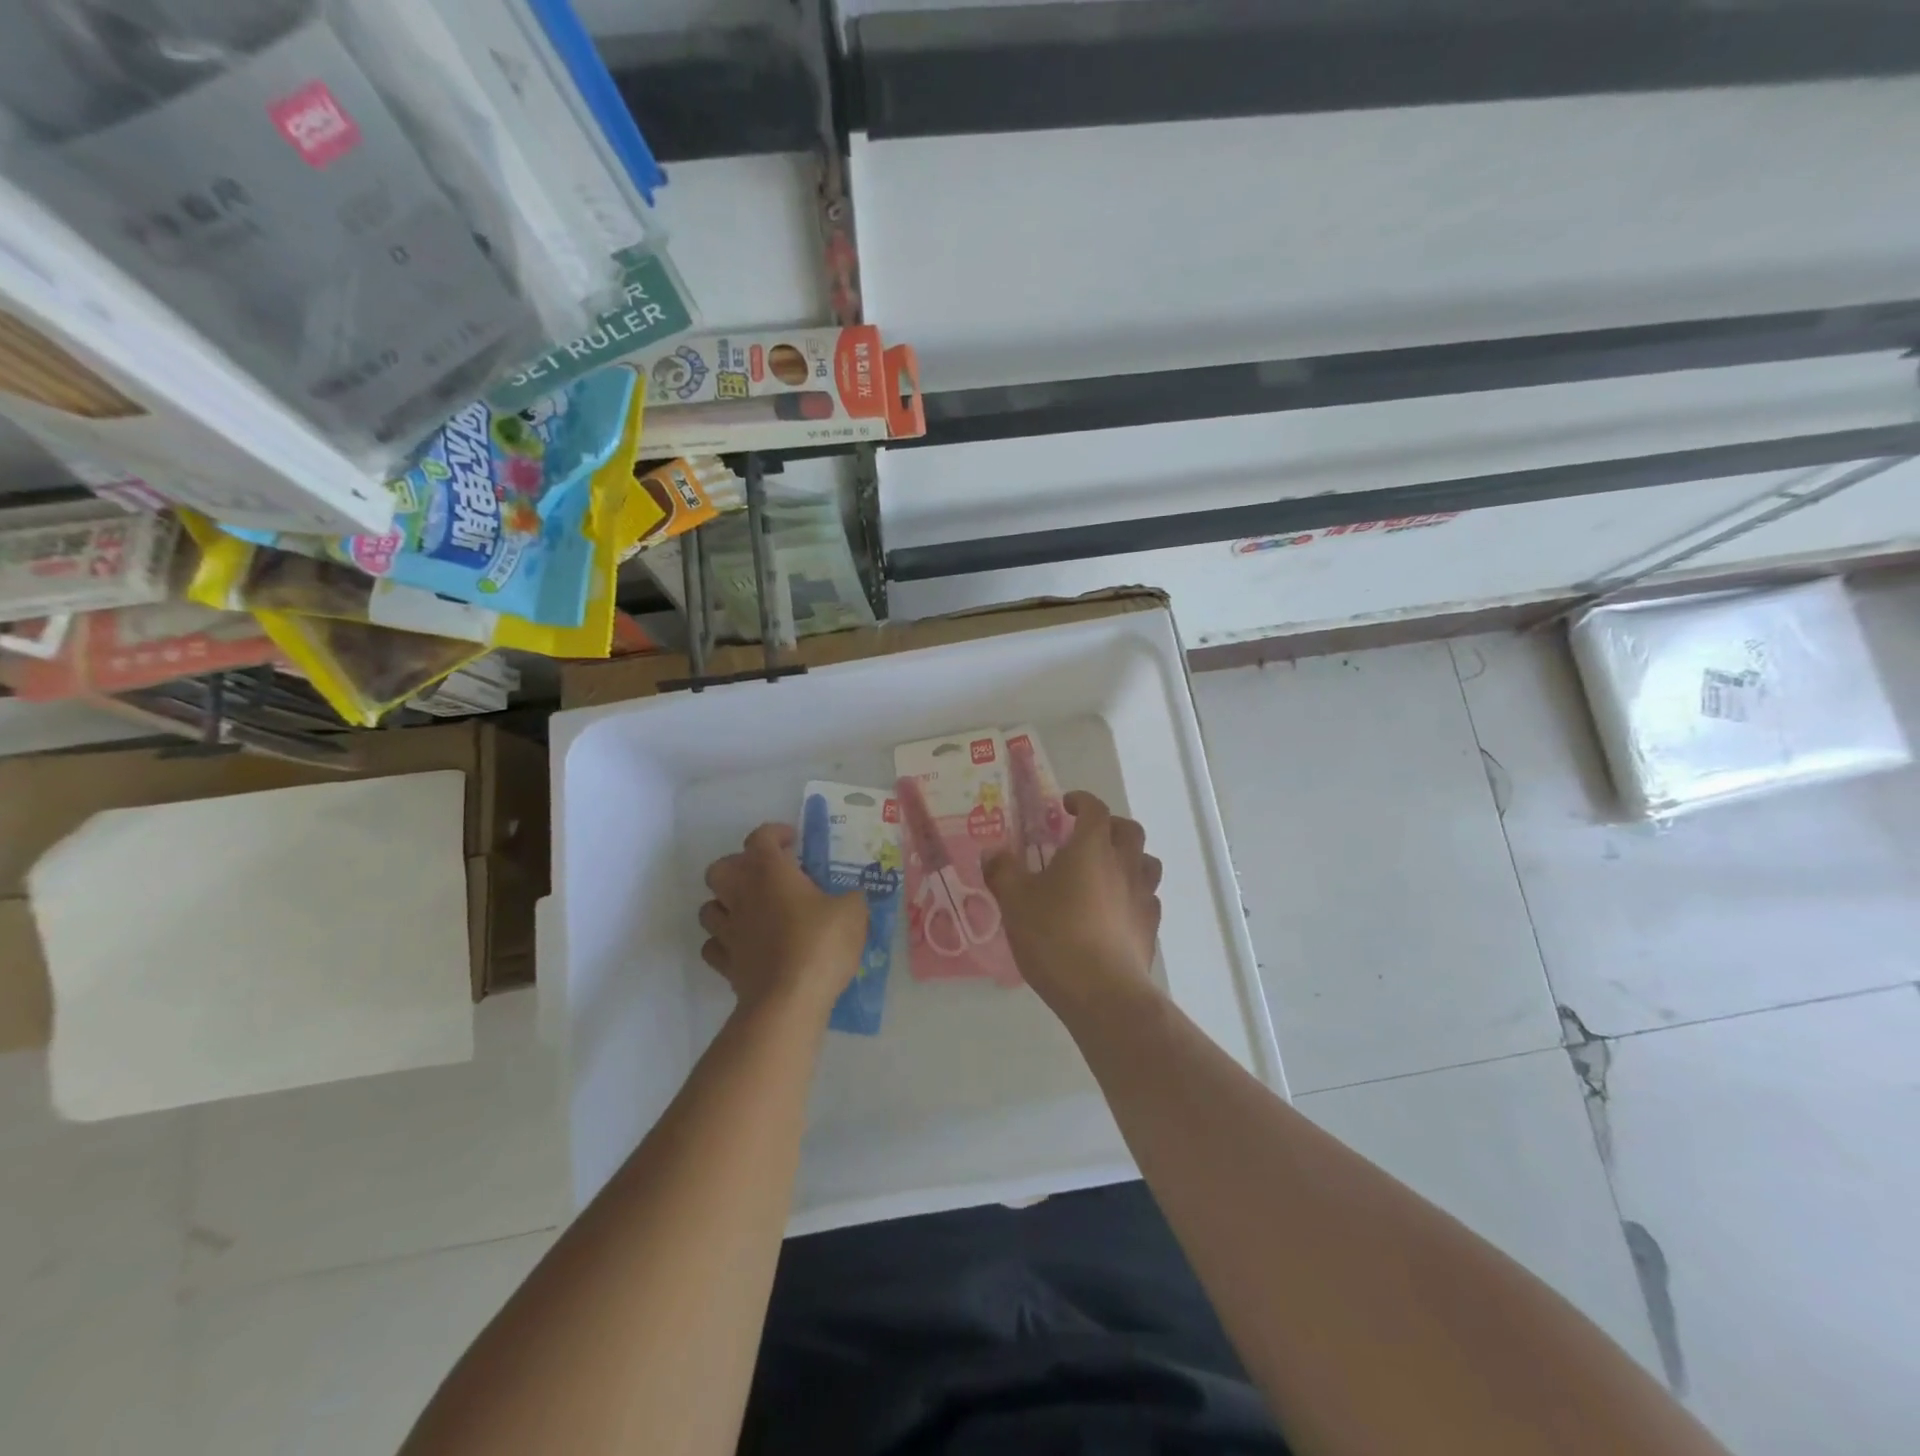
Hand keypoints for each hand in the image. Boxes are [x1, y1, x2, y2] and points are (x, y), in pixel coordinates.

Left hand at [700, 824, 866, 1016]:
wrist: (789, 1001)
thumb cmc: (820, 944)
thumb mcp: (853, 912)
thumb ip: (852, 897)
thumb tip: (852, 896)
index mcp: (769, 872)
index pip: (760, 838)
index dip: (775, 834)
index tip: (793, 842)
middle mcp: (741, 895)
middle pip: (720, 868)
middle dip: (738, 866)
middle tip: (765, 876)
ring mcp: (728, 931)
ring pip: (709, 907)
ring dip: (726, 903)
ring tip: (751, 910)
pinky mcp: (725, 964)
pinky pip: (714, 945)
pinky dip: (725, 941)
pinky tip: (744, 945)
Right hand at [983, 791, 1163, 1017]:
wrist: (1102, 992)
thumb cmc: (1055, 936)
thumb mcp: (1015, 901)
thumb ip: (1002, 871)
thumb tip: (992, 852)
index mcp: (1092, 848)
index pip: (1095, 809)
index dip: (1081, 801)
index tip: (1066, 805)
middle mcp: (1124, 864)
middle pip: (1129, 830)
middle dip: (1110, 825)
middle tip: (1087, 836)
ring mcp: (1142, 896)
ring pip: (1146, 862)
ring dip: (1129, 858)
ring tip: (1106, 871)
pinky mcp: (1150, 927)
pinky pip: (1148, 898)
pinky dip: (1134, 894)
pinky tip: (1115, 910)